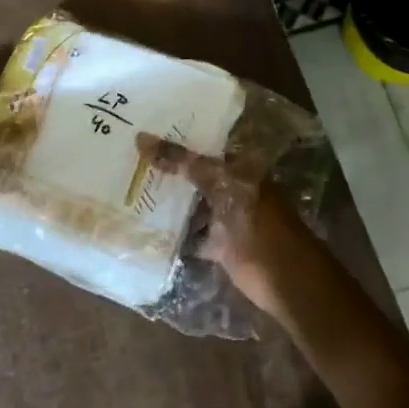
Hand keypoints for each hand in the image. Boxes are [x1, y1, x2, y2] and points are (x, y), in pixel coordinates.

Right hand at [139, 136, 336, 324]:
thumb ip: (184, 162)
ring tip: (125, 186)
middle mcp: (231, 188)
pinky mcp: (217, 244)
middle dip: (165, 169)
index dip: (176, 137)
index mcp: (239, 167)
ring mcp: (224, 217)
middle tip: (125, 156)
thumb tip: (142, 139)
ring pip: (189, 204)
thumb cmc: (258, 222)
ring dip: (164, 200)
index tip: (141, 130)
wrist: (284, 277)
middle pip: (193, 174)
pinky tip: (141, 224)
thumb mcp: (221, 184)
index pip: (203, 145)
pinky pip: (188, 233)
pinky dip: (169, 232)